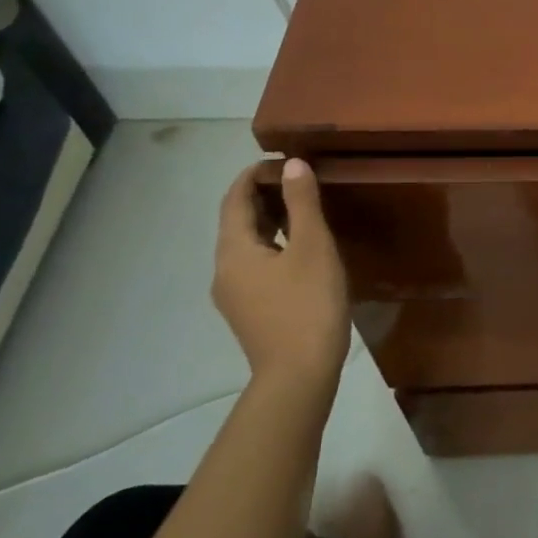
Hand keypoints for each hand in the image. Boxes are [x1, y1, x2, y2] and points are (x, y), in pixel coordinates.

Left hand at [213, 159, 351, 401]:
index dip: (254, 175)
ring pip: (248, 245)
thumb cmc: (308, 305)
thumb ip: (302, 203)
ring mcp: (235, 294)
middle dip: (264, 196)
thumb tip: (293, 165)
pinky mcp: (251, 311)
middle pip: (238, 222)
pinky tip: (302, 250)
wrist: (299, 376)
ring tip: (304, 210)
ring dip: (270, 221)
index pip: (234, 199)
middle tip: (300, 181)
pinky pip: (257, 265)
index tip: (283, 161)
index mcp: (233, 251)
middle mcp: (225, 270)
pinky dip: (274, 245)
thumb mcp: (312, 247)